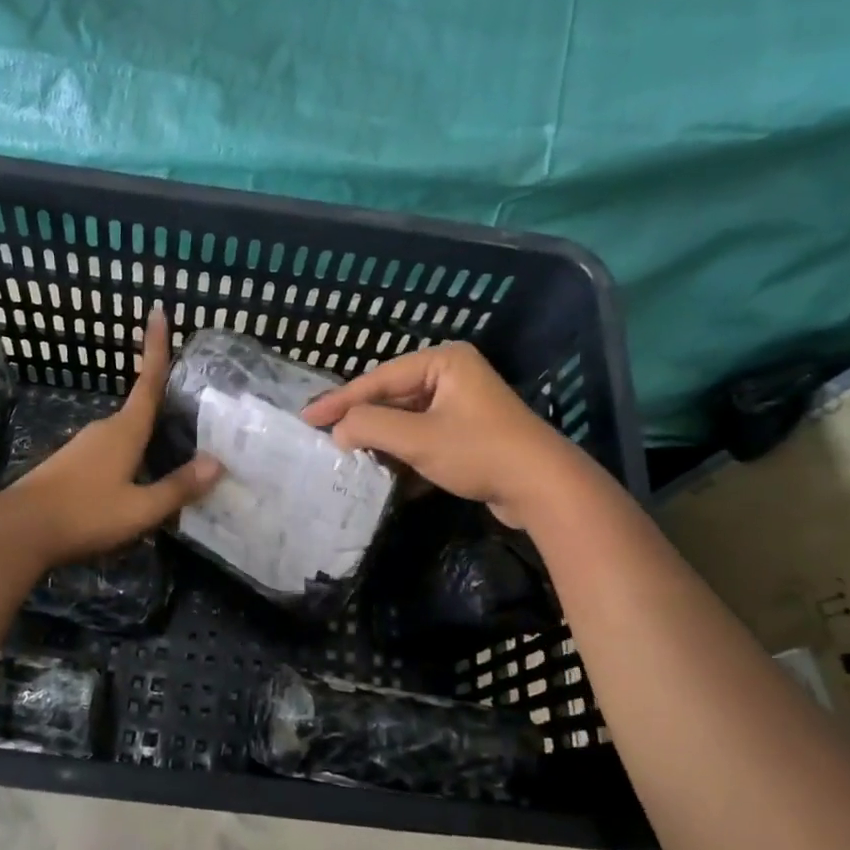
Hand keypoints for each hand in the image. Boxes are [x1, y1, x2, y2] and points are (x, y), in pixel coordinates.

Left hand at [0, 307, 221, 565]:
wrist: (18, 530)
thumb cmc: (84, 514)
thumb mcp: (140, 509)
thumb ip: (178, 487)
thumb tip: (217, 463)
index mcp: (125, 431)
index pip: (148, 382)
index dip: (156, 347)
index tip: (157, 311)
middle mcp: (104, 430)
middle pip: (140, 410)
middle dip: (163, 406)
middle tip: (194, 412)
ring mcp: (83, 446)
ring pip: (125, 434)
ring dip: (146, 438)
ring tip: (172, 454)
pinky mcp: (70, 464)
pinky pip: (110, 452)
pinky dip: (129, 457)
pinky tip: (136, 481)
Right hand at [301, 341, 565, 527]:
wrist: (543, 488)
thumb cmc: (478, 451)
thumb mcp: (417, 438)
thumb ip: (370, 426)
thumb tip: (338, 430)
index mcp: (443, 361)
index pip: (379, 378)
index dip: (340, 400)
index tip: (306, 417)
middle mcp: (452, 375)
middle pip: (392, 397)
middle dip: (361, 420)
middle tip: (323, 435)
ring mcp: (462, 405)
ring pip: (407, 419)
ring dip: (381, 440)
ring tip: (347, 455)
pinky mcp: (469, 434)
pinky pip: (424, 436)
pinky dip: (403, 453)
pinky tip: (383, 472)